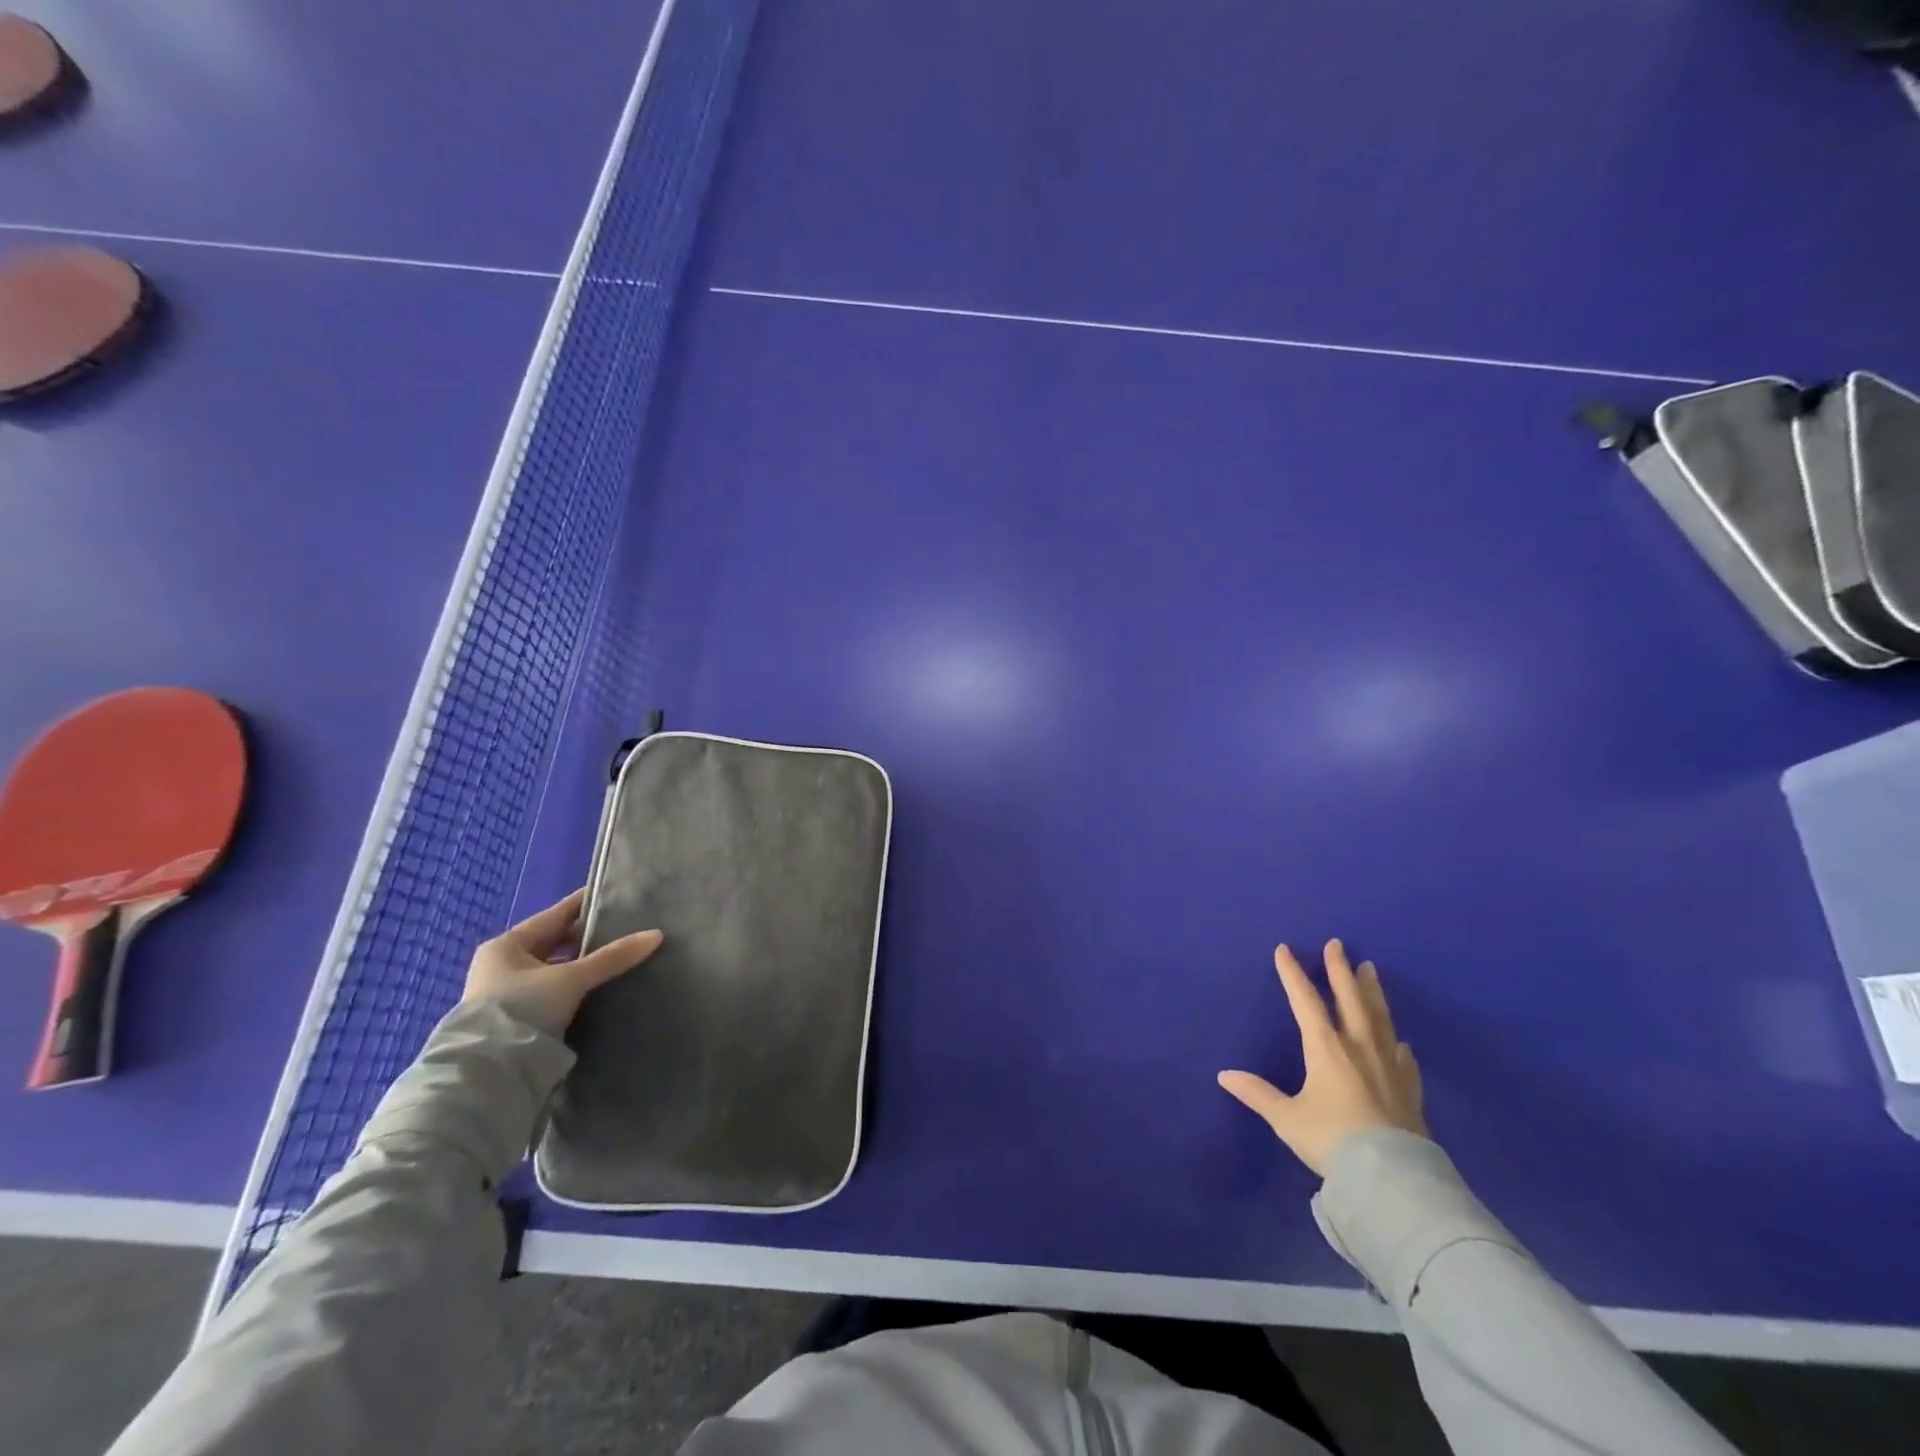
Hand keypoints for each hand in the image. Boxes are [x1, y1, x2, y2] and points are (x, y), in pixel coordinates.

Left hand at [462, 889, 663, 1035]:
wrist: (489, 1071)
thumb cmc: (523, 1008)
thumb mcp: (571, 978)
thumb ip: (612, 957)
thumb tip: (656, 935)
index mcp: (506, 945)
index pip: (555, 915)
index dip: (586, 904)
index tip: (616, 895)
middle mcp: (501, 964)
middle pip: (554, 942)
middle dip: (587, 937)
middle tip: (625, 927)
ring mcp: (506, 993)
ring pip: (554, 968)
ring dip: (581, 964)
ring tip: (618, 957)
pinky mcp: (515, 1018)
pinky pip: (552, 990)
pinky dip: (574, 986)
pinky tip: (599, 986)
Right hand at [1218, 940, 1427, 1175]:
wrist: (1392, 1178)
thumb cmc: (1333, 1140)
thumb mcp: (1287, 1119)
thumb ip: (1258, 1094)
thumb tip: (1225, 1075)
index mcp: (1326, 1048)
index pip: (1305, 1000)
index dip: (1293, 973)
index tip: (1285, 950)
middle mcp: (1358, 1047)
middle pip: (1349, 998)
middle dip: (1340, 969)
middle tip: (1338, 944)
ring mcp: (1388, 1066)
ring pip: (1379, 1018)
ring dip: (1372, 991)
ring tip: (1370, 970)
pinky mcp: (1409, 1089)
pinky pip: (1403, 1057)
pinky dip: (1398, 1044)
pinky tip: (1401, 1041)